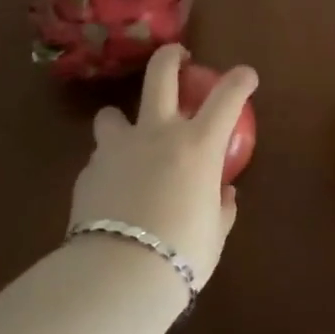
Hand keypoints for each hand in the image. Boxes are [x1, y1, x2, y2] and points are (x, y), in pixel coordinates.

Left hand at [69, 44, 254, 286]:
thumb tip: (224, 194)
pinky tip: (111, 193)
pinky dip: (108, 168)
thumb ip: (221, 208)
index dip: (240, 80)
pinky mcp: (88, 172)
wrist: (117, 277)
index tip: (246, 75)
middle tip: (177, 56)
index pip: (227, 97)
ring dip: (120, 121)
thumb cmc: (181, 255)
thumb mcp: (214, 234)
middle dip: (170, 56)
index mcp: (197, 145)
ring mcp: (117, 149)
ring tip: (126, 139)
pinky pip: (99, 159)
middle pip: (160, 74)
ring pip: (111, 114)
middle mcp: (156, 134)